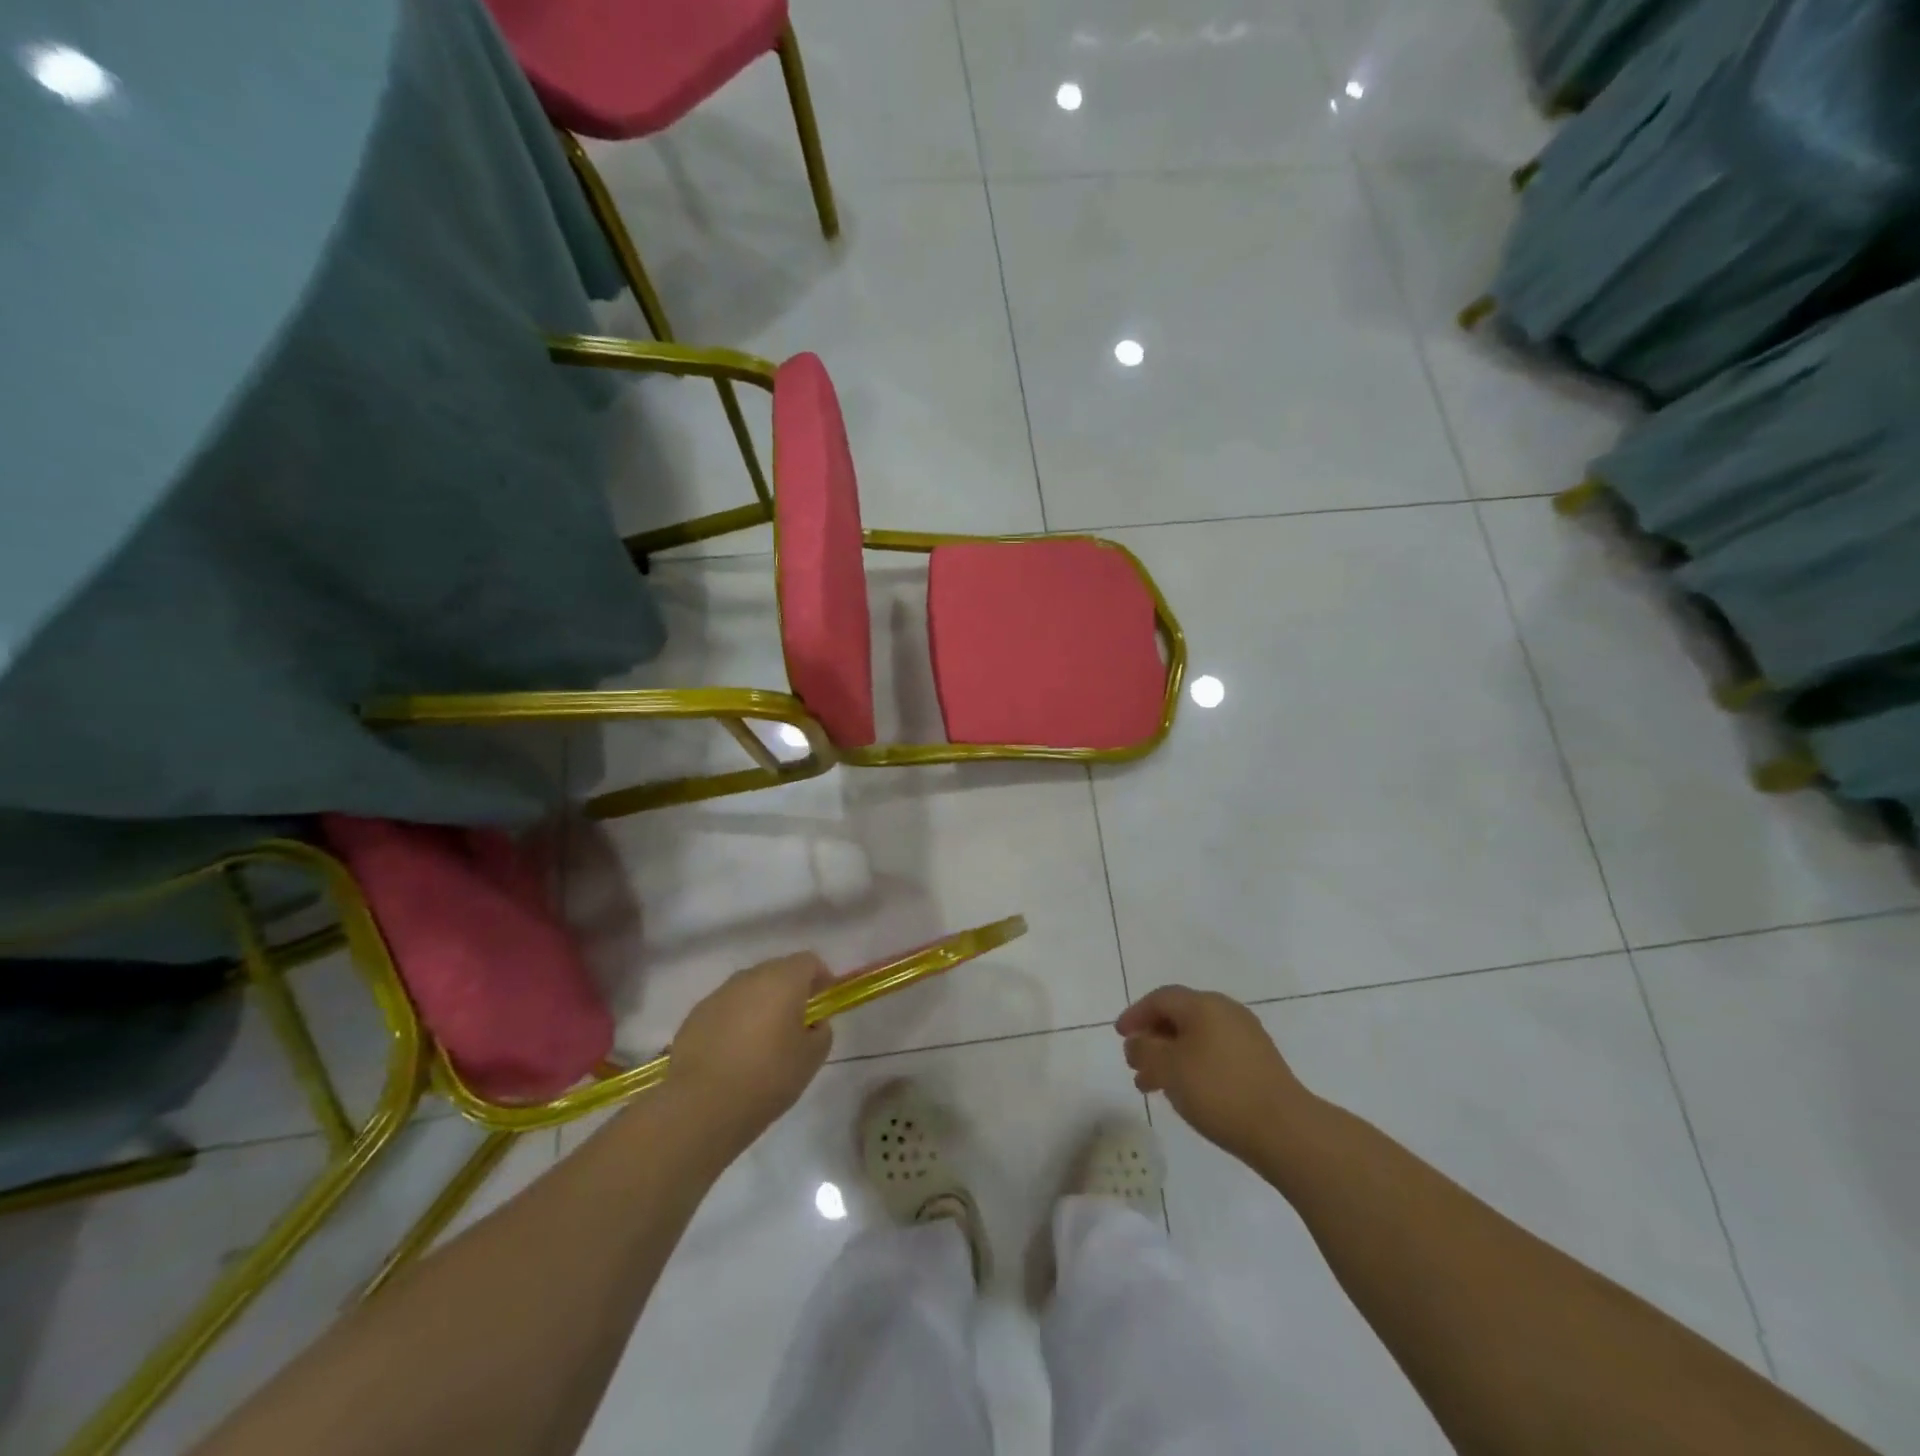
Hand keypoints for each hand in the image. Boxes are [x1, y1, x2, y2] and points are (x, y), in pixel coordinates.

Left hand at [666, 953, 834, 1155]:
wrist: (702, 1106)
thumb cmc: (767, 1077)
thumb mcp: (812, 1058)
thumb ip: (821, 1031)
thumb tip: (812, 1023)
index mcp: (783, 980)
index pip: (809, 962)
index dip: (821, 978)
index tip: (823, 1003)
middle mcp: (749, 977)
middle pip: (777, 971)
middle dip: (790, 990)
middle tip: (796, 1023)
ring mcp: (718, 994)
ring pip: (749, 990)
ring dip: (761, 1005)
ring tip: (763, 1042)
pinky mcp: (695, 1016)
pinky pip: (726, 1009)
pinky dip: (735, 1021)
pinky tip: (734, 1054)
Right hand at [1117, 985, 1315, 1162]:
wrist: (1285, 1129)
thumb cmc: (1218, 1091)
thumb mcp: (1168, 1069)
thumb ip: (1144, 1051)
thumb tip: (1137, 1043)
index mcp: (1203, 1004)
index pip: (1160, 998)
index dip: (1135, 1014)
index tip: (1120, 1036)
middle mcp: (1226, 1011)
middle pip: (1179, 1016)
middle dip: (1152, 1039)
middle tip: (1135, 1063)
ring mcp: (1246, 1036)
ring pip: (1196, 1038)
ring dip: (1170, 1056)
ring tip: (1153, 1086)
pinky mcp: (1259, 1062)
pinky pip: (1214, 1053)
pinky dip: (1192, 1065)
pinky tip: (1186, 1092)